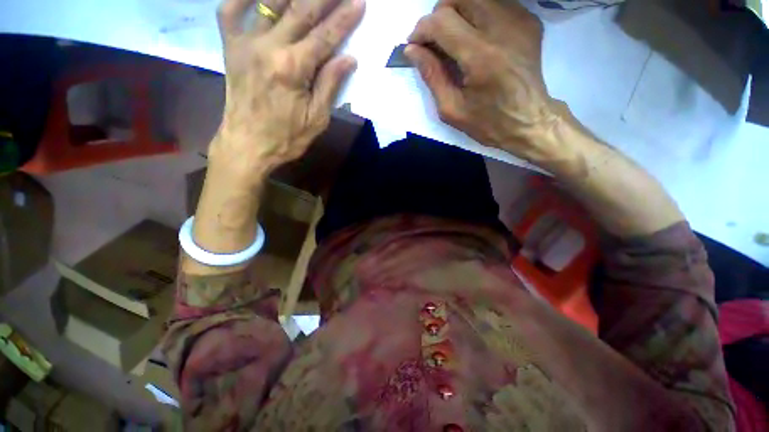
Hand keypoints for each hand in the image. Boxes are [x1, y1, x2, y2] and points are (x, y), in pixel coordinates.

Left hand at [210, 0, 364, 183]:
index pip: (325, 37)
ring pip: (271, 2)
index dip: (344, 18)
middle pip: (302, 11)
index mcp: (293, 69)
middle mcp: (269, 47)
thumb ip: (330, 85)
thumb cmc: (287, 138)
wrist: (247, 145)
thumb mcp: (316, 119)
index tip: (359, 2)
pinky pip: (230, 9)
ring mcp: (245, 43)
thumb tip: (349, 59)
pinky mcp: (230, 46)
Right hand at [406, 0, 558, 161]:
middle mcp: (501, 29)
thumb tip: (412, 50)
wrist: (528, 121)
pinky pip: (495, 2)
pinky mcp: (528, 20)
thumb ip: (431, 76)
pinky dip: (477, 13)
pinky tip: (474, 35)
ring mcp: (519, 20)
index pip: (441, 22)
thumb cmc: (487, 122)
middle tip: (434, 41)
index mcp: (480, 57)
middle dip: (438, 16)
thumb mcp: (451, 109)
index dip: (421, 30)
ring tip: (451, 37)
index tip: (414, 45)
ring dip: (456, 12)